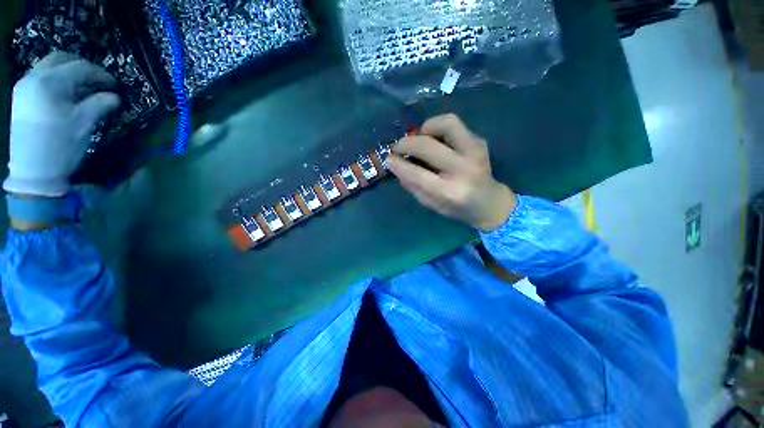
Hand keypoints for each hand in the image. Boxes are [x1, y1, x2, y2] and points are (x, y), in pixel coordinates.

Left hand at [4, 52, 120, 197]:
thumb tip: (115, 97)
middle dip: (82, 67)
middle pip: (61, 59)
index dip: (100, 74)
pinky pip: (41, 78)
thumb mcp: (84, 125)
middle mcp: (33, 78)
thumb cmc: (60, 147)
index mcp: (49, 83)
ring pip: (50, 67)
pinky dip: (57, 81)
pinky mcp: (21, 97)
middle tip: (98, 82)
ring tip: (84, 88)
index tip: (115, 85)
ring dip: (69, 73)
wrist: (32, 173)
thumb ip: (100, 104)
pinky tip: (67, 94)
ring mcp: (24, 87)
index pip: (80, 67)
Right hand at [387, 114, 516, 231]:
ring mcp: (475, 152)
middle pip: (428, 146)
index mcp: (450, 192)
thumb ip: (413, 186)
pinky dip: (438, 128)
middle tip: (398, 147)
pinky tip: (434, 140)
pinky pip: (454, 125)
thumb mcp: (431, 204)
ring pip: (447, 124)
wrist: (489, 203)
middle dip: (406, 143)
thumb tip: (396, 165)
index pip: (417, 174)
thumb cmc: (457, 208)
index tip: (388, 159)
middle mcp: (463, 169)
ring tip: (419, 138)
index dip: (399, 164)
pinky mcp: (479, 141)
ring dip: (425, 128)